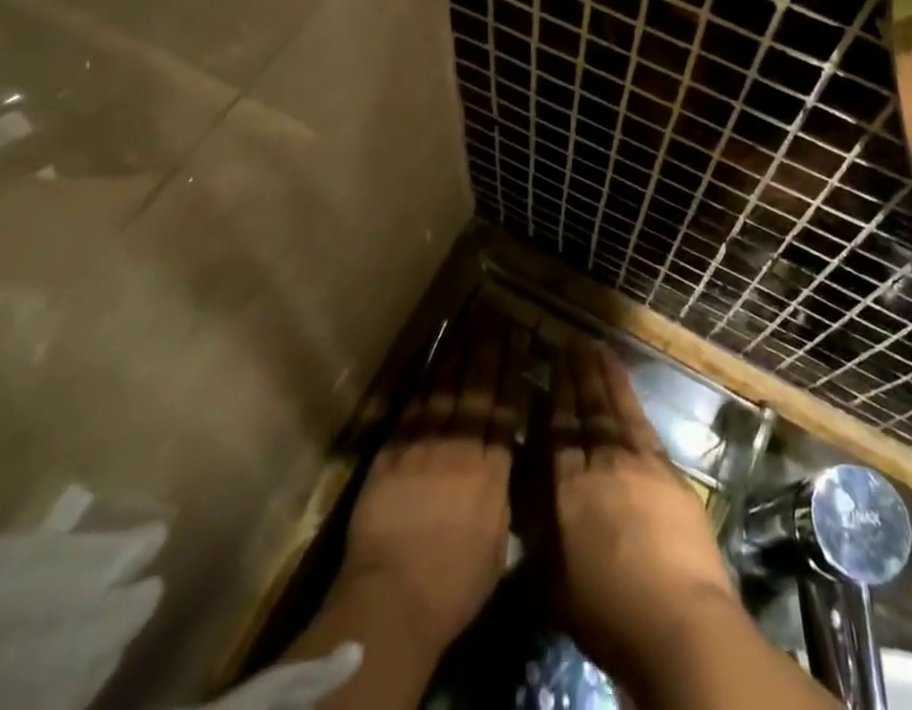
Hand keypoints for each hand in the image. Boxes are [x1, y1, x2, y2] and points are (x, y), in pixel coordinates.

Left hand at [337, 310, 527, 654]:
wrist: (393, 598)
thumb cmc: (453, 587)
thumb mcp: (497, 546)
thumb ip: (501, 499)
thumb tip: (503, 469)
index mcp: (492, 470)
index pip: (504, 406)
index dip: (512, 367)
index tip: (519, 335)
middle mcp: (460, 445)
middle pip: (477, 386)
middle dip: (489, 346)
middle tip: (497, 313)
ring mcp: (424, 444)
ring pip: (445, 386)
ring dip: (459, 351)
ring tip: (470, 321)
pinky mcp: (392, 451)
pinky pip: (413, 405)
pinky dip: (425, 378)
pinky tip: (433, 358)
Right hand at [547, 341, 740, 686]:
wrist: (678, 620)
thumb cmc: (610, 616)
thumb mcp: (555, 584)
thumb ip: (538, 536)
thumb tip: (524, 499)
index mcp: (568, 491)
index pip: (557, 433)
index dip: (554, 398)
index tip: (550, 367)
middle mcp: (601, 464)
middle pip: (587, 410)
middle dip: (579, 374)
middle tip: (573, 341)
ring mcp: (639, 463)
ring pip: (617, 408)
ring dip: (606, 375)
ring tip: (598, 347)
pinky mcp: (669, 472)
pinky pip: (643, 424)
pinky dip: (632, 400)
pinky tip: (627, 389)